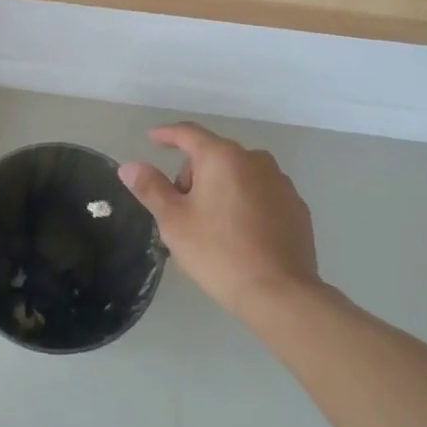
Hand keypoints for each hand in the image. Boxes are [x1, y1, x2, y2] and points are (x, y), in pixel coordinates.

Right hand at [117, 123, 324, 321]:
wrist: (280, 293)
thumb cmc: (218, 252)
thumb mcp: (174, 221)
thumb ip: (150, 188)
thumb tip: (129, 165)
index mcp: (222, 157)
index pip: (188, 133)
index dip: (166, 134)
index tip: (152, 138)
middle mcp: (255, 160)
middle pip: (214, 155)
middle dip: (192, 174)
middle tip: (180, 209)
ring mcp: (280, 183)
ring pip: (239, 174)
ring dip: (220, 187)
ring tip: (210, 225)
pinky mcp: (296, 207)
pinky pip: (260, 193)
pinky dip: (244, 202)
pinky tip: (239, 233)